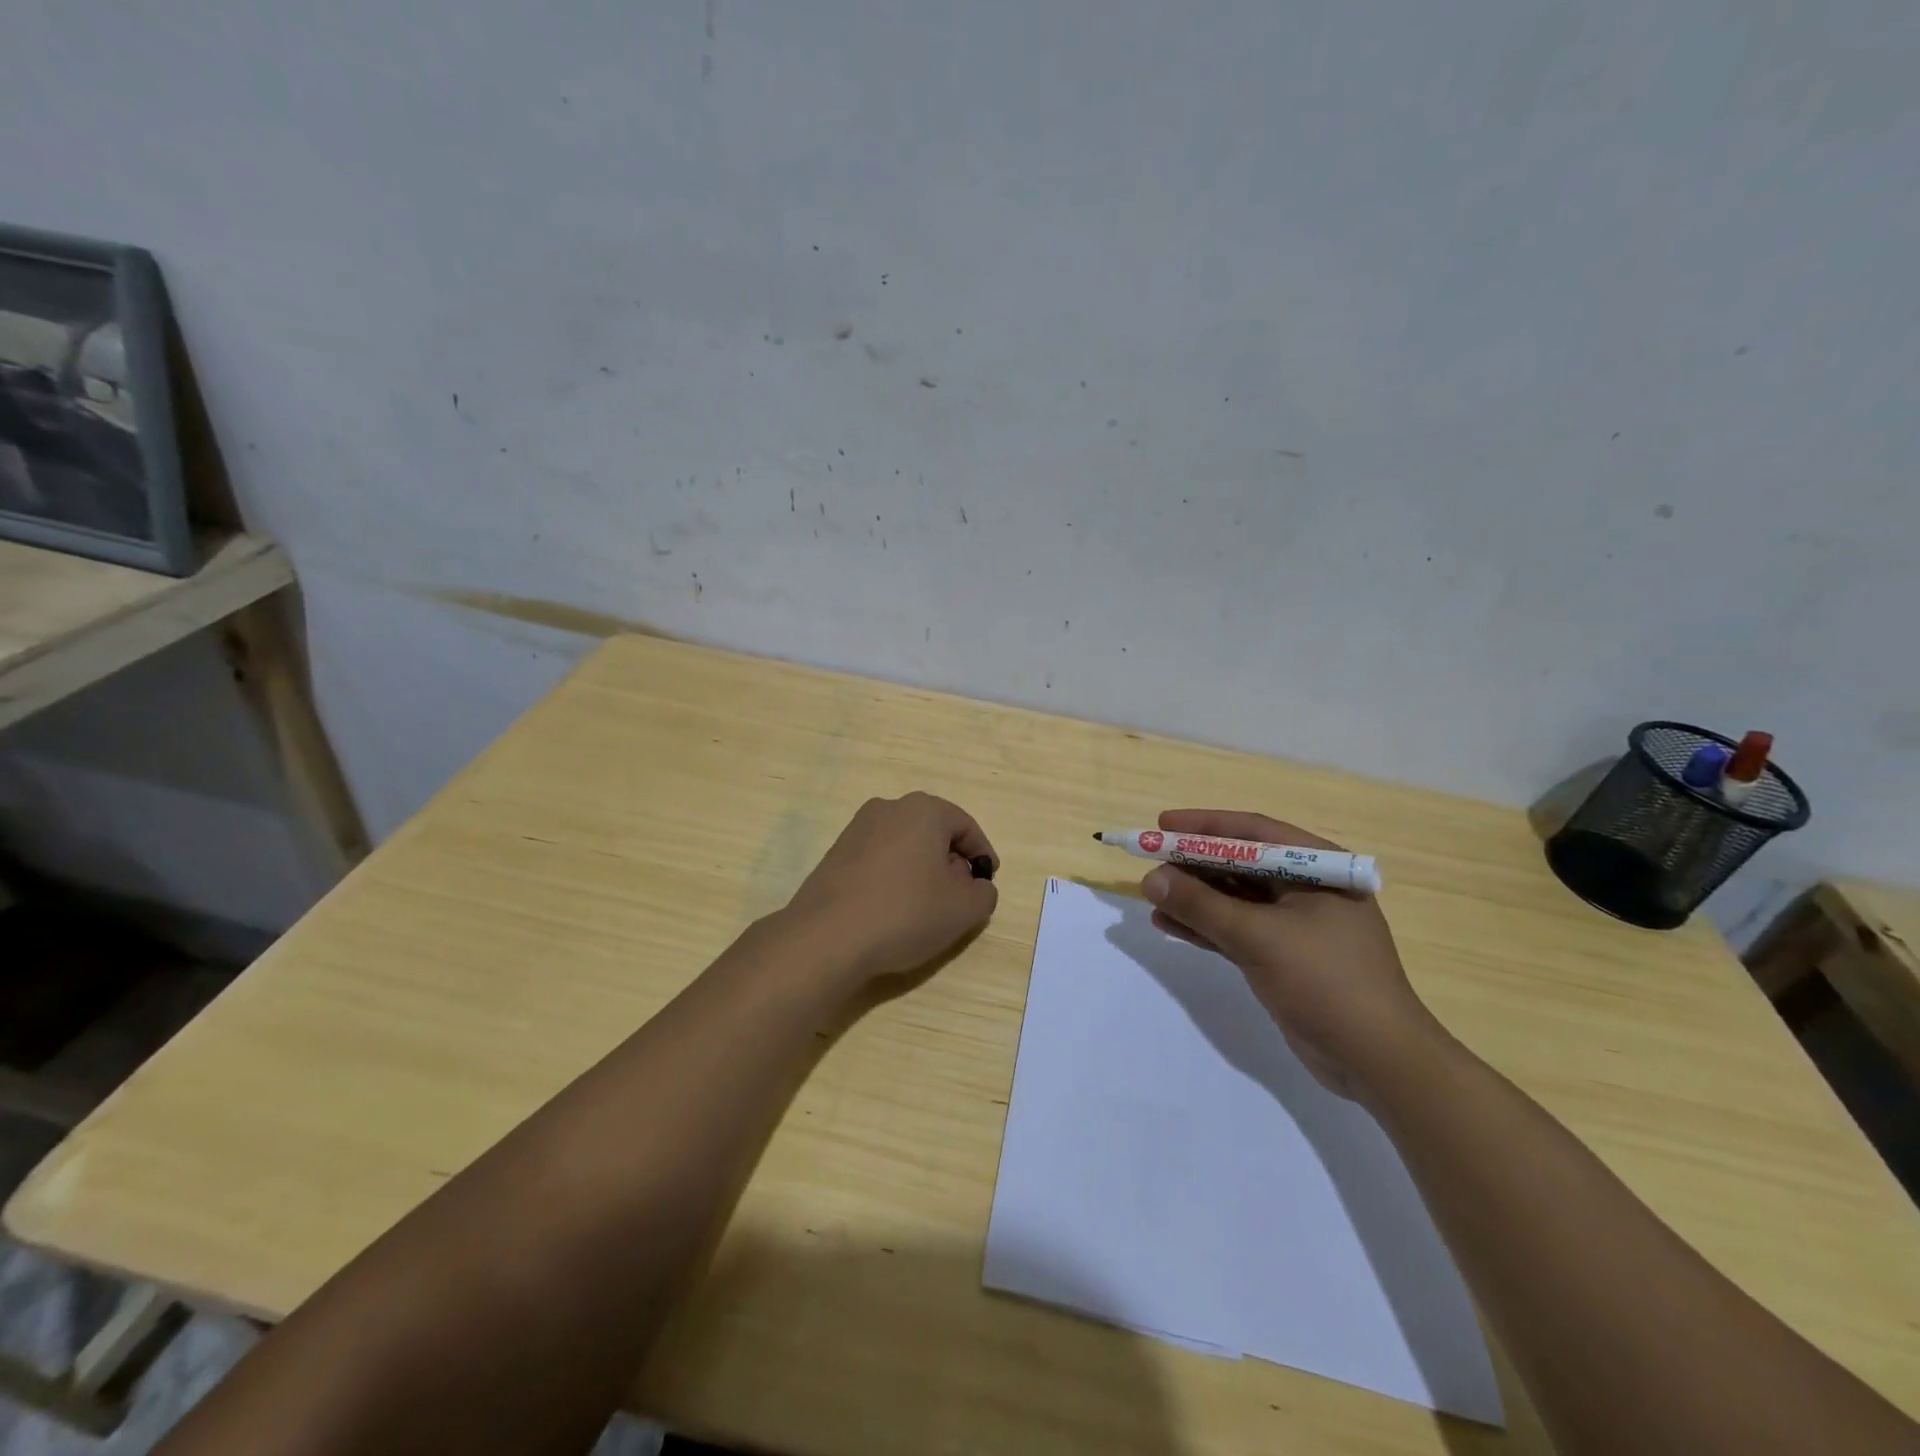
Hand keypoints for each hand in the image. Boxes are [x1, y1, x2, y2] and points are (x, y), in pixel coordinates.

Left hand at [781, 793, 999, 983]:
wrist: (826, 936)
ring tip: (925, 908)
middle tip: (958, 897)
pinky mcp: (835, 854)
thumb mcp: (964, 909)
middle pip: (933, 832)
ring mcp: (857, 829)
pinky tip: (893, 910)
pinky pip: (879, 860)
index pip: (965, 826)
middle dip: (951, 862)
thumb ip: (984, 893)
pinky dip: (894, 878)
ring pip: (905, 845)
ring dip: (921, 871)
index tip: (986, 884)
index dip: (982, 855)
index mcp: (923, 810)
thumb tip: (975, 885)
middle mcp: (888, 808)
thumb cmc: (905, 912)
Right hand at [1141, 809, 1439, 1099]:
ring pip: (1235, 899)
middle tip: (1150, 862)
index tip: (1162, 823)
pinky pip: (1236, 931)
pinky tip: (1168, 925)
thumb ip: (1201, 906)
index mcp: (1319, 869)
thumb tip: (1150, 878)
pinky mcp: (1283, 957)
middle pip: (1241, 864)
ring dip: (1194, 898)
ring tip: (1152, 895)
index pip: (1254, 834)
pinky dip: (1205, 928)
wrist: (1377, 1062)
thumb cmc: (1326, 981)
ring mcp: (1295, 926)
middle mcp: (1308, 890)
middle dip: (1195, 864)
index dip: (1205, 825)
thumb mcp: (1259, 937)